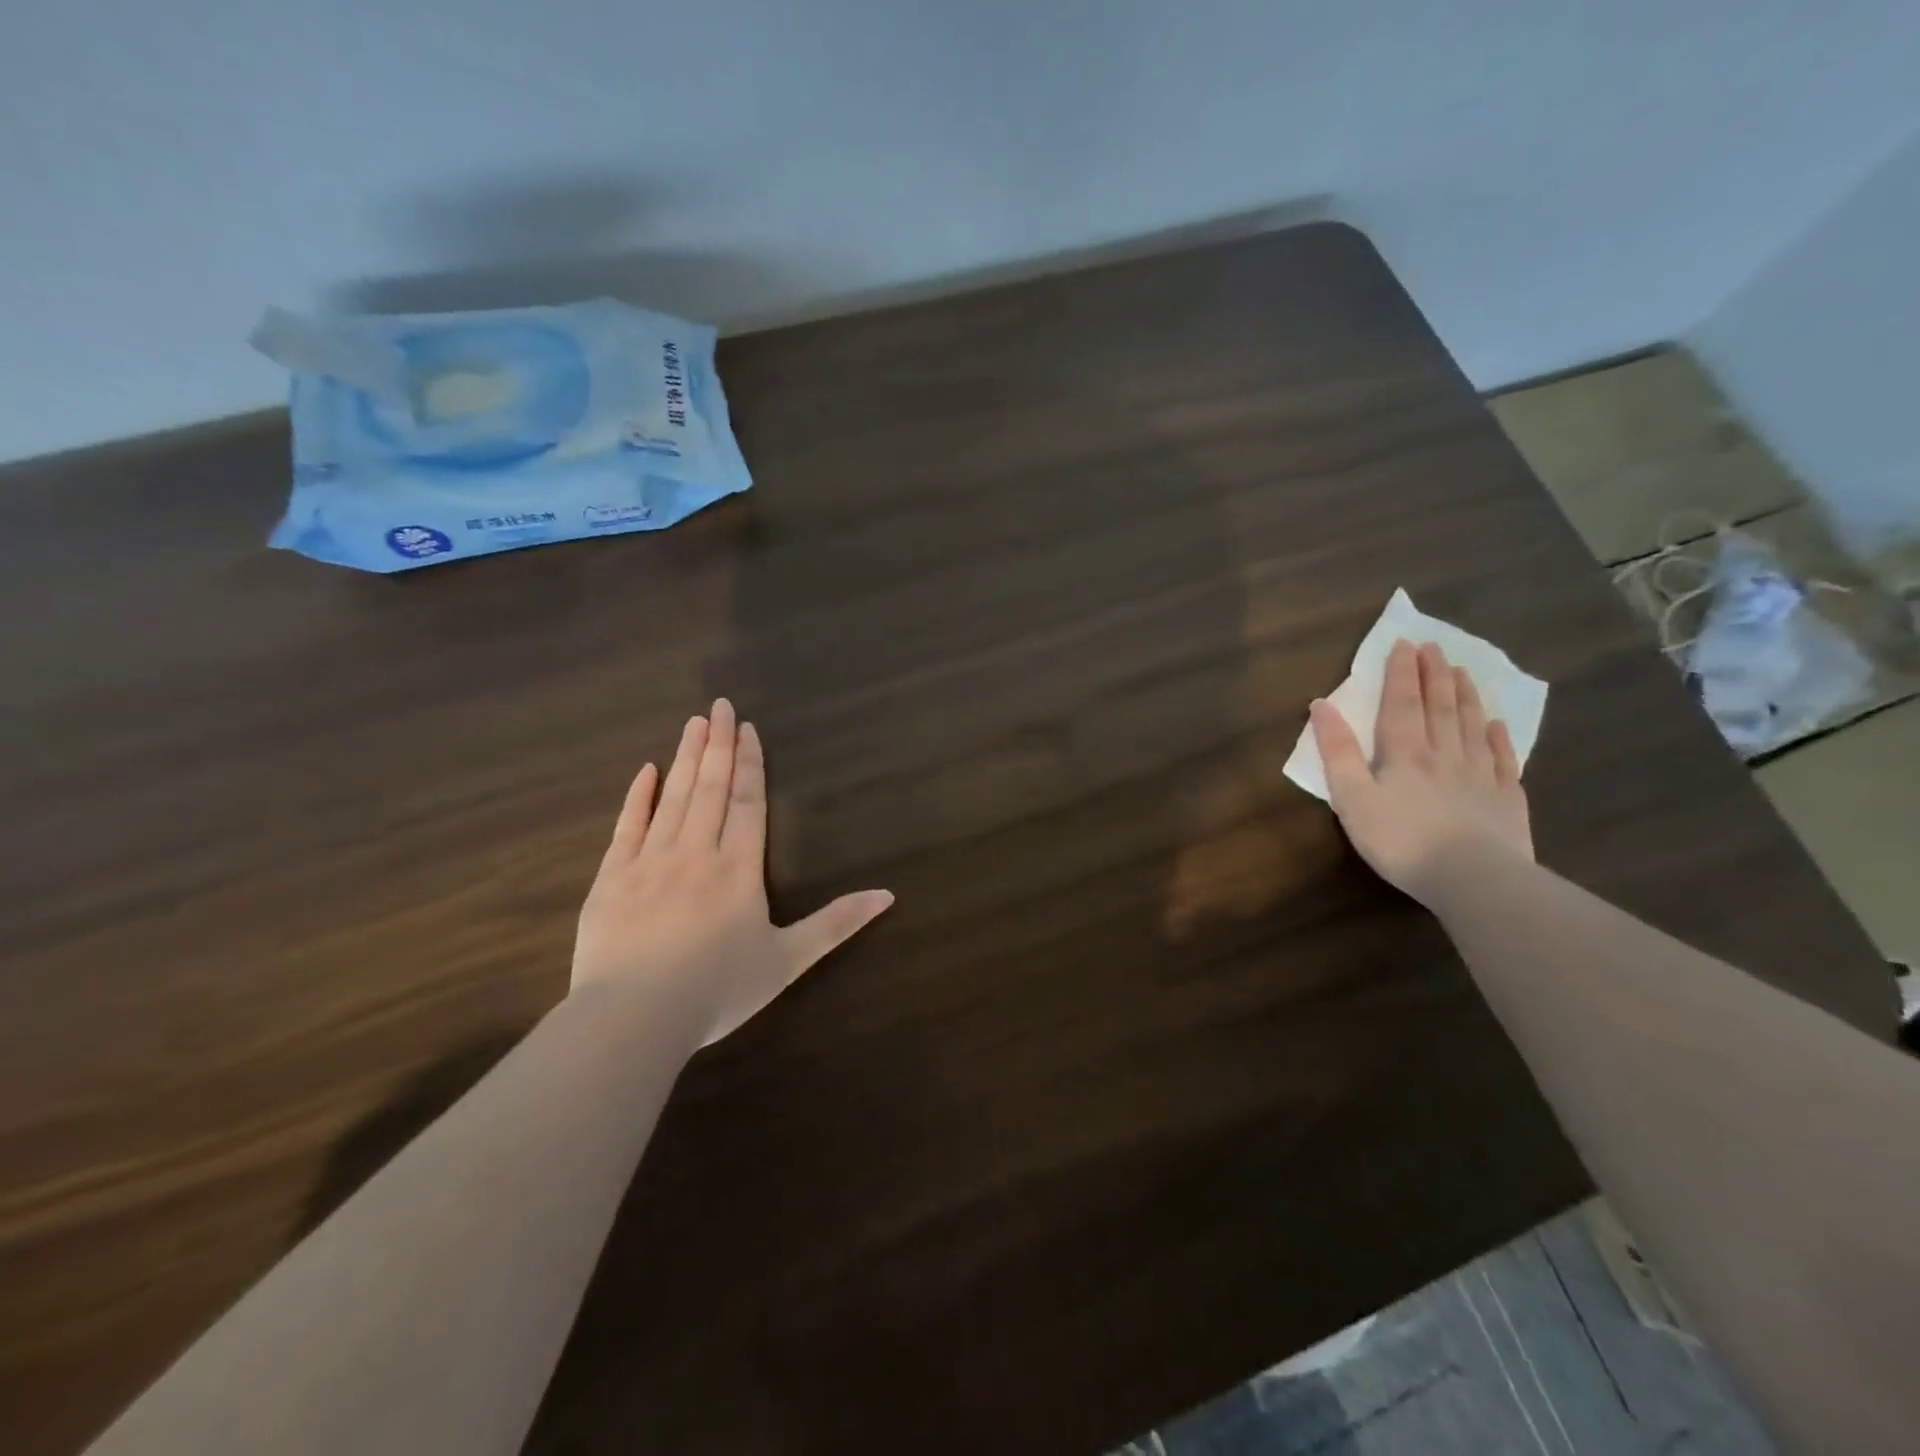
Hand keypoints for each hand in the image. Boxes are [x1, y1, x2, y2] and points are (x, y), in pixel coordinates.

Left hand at [572, 698, 893, 1046]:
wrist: (633, 1020)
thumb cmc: (718, 990)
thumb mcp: (788, 960)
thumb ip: (836, 924)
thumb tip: (888, 895)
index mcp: (738, 868)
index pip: (747, 802)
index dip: (749, 764)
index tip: (747, 728)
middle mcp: (696, 852)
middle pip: (710, 788)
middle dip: (717, 744)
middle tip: (720, 705)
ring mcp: (649, 862)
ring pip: (673, 798)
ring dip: (685, 758)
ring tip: (693, 723)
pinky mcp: (612, 879)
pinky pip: (627, 827)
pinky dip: (638, 797)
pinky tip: (646, 771)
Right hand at [1310, 640, 1531, 904]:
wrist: (1471, 878)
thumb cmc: (1399, 839)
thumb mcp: (1351, 797)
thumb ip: (1337, 751)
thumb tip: (1320, 705)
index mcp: (1404, 753)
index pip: (1401, 704)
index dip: (1401, 673)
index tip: (1404, 644)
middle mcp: (1444, 754)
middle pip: (1439, 707)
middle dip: (1434, 675)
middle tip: (1435, 647)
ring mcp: (1480, 775)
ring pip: (1472, 726)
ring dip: (1466, 697)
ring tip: (1463, 671)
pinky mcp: (1506, 800)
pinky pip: (1503, 760)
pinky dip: (1500, 739)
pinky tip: (1498, 725)